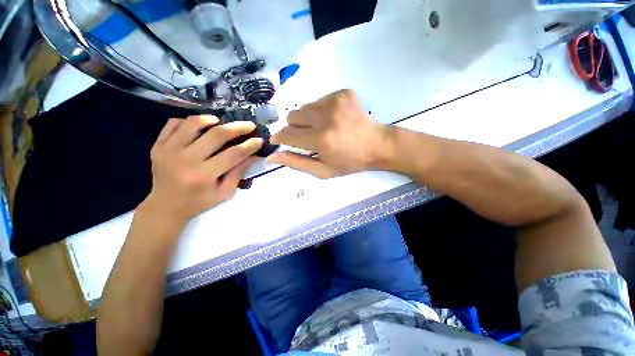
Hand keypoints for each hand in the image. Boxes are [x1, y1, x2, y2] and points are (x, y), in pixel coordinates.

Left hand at [143, 115, 262, 222]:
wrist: (165, 206)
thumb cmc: (199, 202)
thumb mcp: (225, 193)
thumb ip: (238, 173)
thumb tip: (252, 155)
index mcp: (204, 175)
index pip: (233, 154)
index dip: (249, 145)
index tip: (259, 139)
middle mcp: (185, 160)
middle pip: (216, 134)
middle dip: (238, 127)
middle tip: (249, 125)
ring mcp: (168, 150)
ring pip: (194, 123)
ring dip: (212, 119)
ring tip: (221, 122)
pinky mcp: (158, 145)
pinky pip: (174, 123)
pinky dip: (190, 122)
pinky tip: (199, 128)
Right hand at [269, 89, 392, 178]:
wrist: (376, 145)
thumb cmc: (349, 162)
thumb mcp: (323, 171)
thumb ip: (296, 163)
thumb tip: (272, 156)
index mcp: (321, 141)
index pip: (287, 134)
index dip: (280, 137)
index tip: (280, 140)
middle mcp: (326, 118)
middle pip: (292, 116)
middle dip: (295, 128)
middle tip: (308, 137)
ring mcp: (335, 101)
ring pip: (304, 107)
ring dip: (308, 119)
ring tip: (323, 128)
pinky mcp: (342, 93)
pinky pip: (319, 100)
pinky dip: (321, 111)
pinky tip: (334, 119)